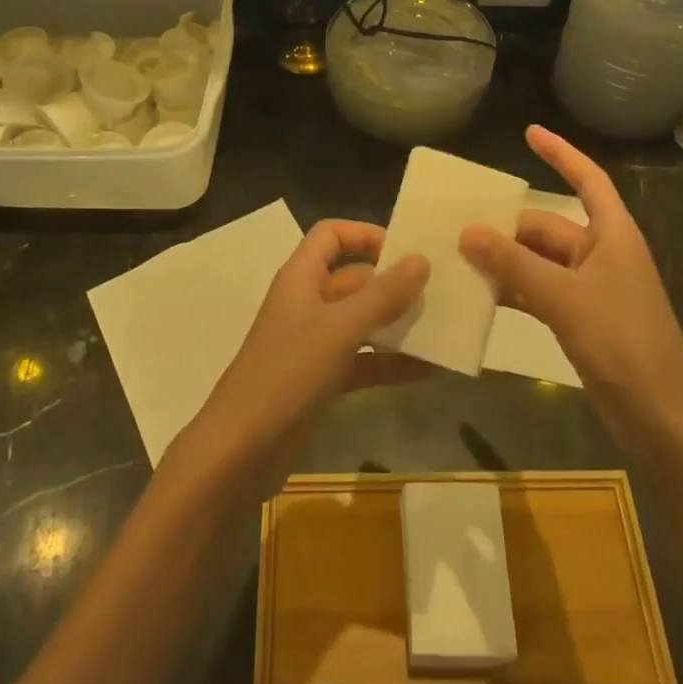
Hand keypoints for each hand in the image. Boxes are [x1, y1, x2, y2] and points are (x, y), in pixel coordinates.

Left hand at [184, 221, 430, 492]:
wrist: (242, 449)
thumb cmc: (289, 373)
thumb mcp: (341, 329)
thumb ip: (383, 295)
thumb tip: (421, 259)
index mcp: (301, 277)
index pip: (331, 235)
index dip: (365, 234)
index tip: (406, 249)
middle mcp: (307, 303)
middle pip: (352, 278)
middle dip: (392, 283)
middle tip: (438, 292)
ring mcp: (313, 343)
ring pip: (361, 321)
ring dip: (396, 324)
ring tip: (441, 328)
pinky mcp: (320, 380)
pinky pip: (362, 360)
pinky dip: (389, 363)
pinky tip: (427, 371)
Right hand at [460, 126, 682, 452]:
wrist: (661, 417)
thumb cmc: (623, 342)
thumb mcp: (565, 297)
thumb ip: (514, 263)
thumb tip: (466, 230)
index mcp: (612, 235)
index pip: (587, 180)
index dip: (561, 153)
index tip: (529, 132)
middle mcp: (601, 254)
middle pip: (548, 226)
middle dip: (507, 224)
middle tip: (457, 223)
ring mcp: (590, 289)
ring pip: (538, 261)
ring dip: (504, 259)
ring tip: (457, 256)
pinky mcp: (580, 319)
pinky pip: (538, 291)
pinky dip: (513, 290)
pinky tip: (479, 294)